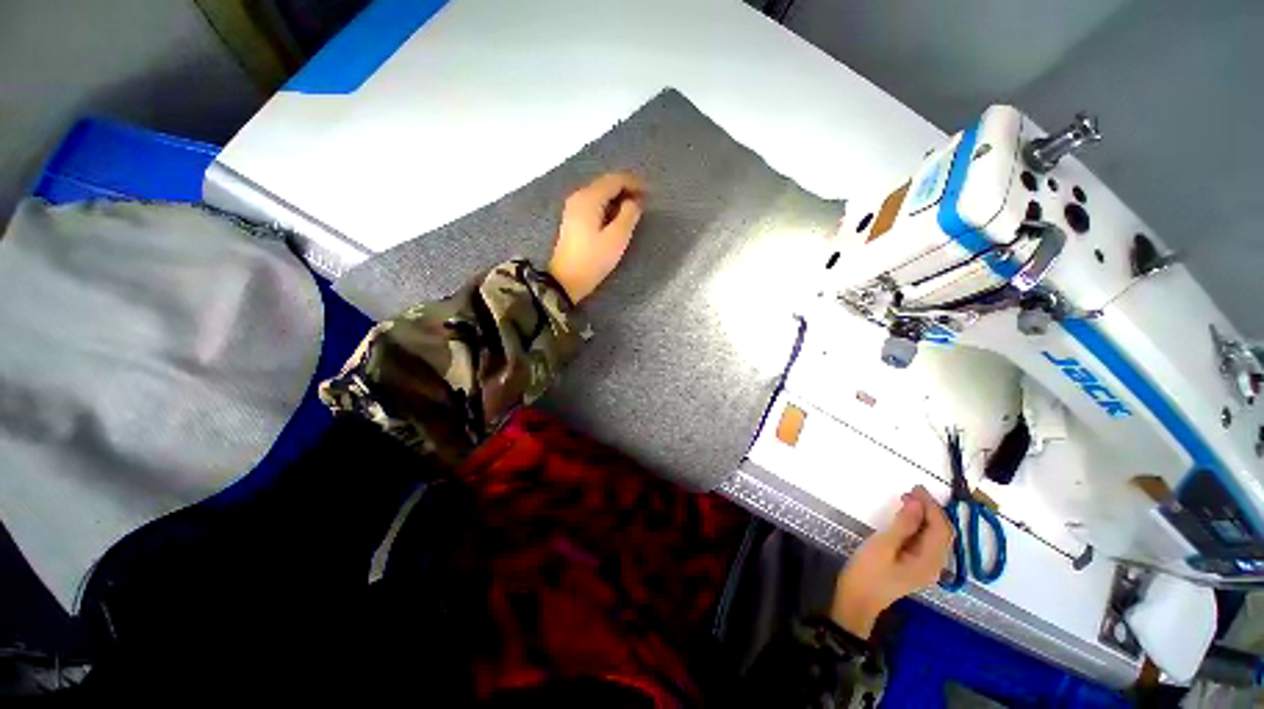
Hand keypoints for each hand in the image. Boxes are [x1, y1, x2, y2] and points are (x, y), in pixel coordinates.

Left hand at [549, 172, 644, 303]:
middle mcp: (579, 196)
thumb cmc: (593, 260)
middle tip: (645, 200)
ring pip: (600, 193)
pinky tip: (618, 215)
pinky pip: (595, 203)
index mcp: (589, 198)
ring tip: (635, 208)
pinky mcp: (573, 219)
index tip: (651, 193)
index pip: (615, 180)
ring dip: (618, 197)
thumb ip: (629, 215)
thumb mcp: (617, 239)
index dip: (635, 183)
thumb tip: (634, 202)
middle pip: (606, 183)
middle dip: (627, 188)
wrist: (566, 280)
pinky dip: (609, 205)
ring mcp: (574, 207)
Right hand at [830, 486, 953, 637]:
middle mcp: (934, 564)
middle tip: (910, 491)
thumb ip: (903, 524)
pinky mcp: (915, 566)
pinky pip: (926, 542)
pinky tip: (906, 519)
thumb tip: (917, 502)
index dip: (931, 505)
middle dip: (931, 509)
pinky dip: (920, 526)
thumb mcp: (883, 545)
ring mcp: (926, 567)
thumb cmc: (868, 572)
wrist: (857, 600)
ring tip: (907, 500)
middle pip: (942, 532)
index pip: (940, 528)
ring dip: (926, 516)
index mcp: (930, 560)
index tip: (915, 487)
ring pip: (935, 537)